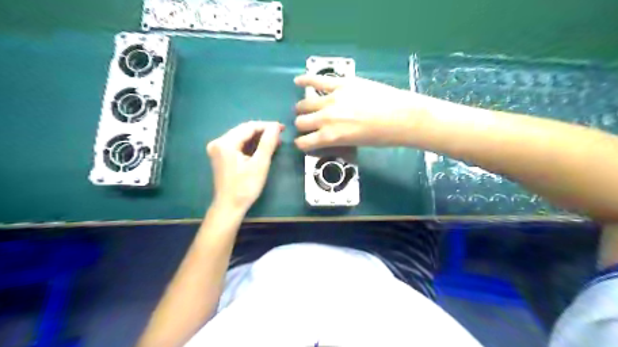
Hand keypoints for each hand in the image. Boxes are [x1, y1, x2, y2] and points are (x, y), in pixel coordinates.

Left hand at [207, 122, 284, 213]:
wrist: (229, 207)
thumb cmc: (245, 187)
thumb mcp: (260, 164)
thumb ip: (267, 143)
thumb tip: (275, 127)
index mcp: (225, 143)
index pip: (249, 127)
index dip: (267, 126)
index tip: (282, 128)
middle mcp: (218, 142)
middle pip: (244, 131)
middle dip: (263, 132)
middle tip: (280, 135)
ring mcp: (217, 149)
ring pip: (241, 138)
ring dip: (258, 139)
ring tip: (275, 142)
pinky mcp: (220, 156)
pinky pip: (237, 145)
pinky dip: (250, 146)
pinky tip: (262, 148)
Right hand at [294, 74, 430, 149]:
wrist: (401, 116)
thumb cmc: (382, 137)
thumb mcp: (355, 144)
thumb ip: (336, 139)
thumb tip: (328, 135)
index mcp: (330, 137)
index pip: (304, 143)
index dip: (302, 144)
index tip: (305, 142)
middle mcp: (325, 119)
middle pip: (301, 122)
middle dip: (302, 126)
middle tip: (308, 125)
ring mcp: (331, 99)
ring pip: (304, 104)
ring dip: (302, 109)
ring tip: (305, 108)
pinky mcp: (341, 83)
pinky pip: (317, 80)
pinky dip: (305, 80)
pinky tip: (298, 81)